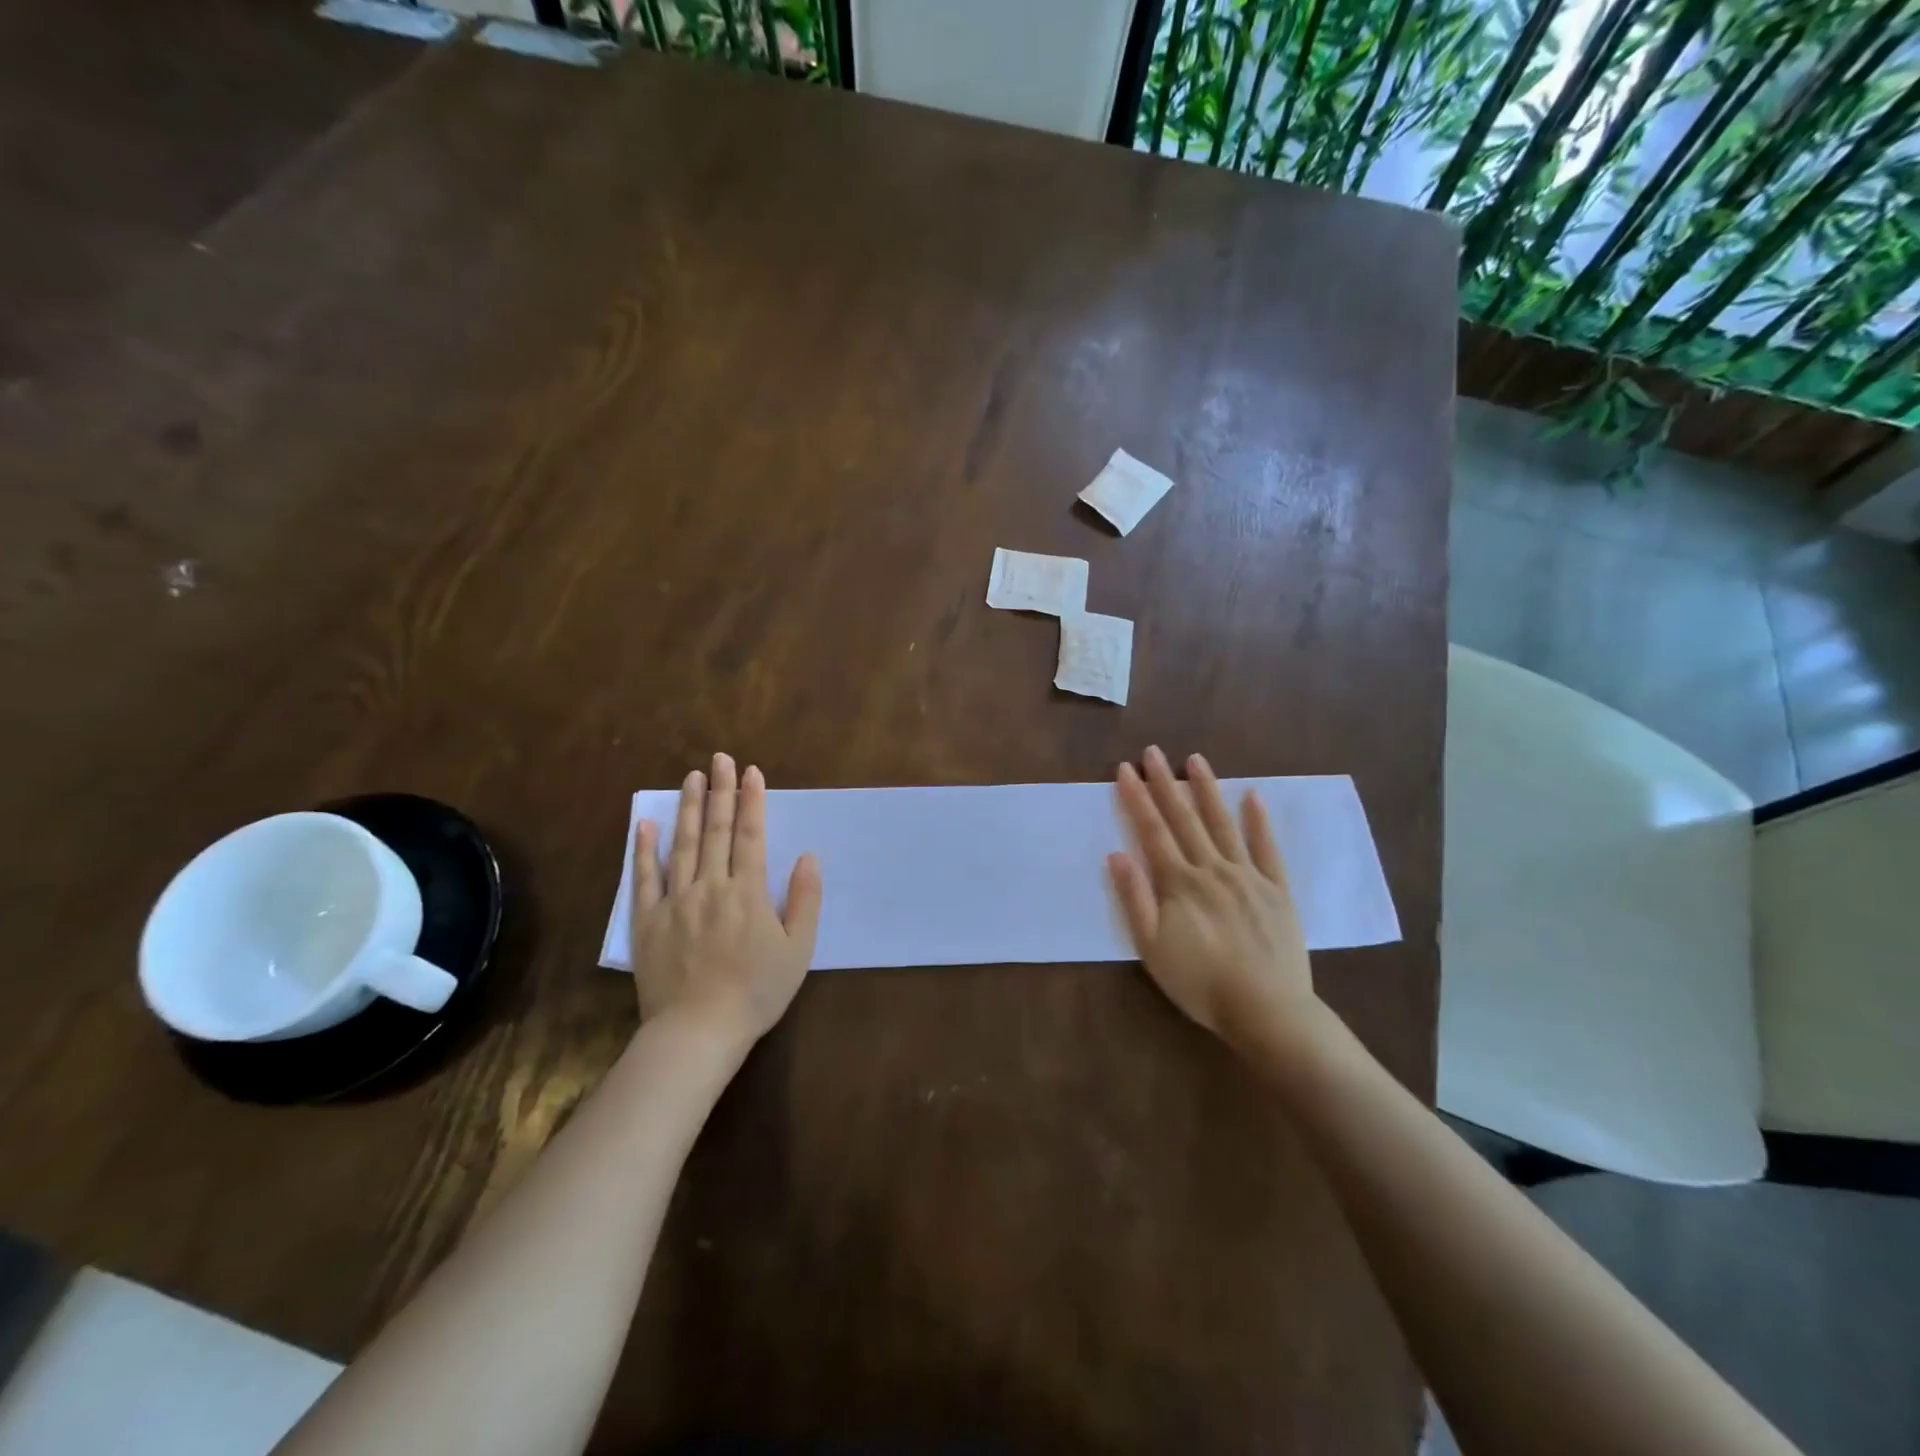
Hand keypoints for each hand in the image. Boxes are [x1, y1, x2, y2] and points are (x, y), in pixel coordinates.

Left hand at [629, 753, 822, 1045]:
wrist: (698, 1032)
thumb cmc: (756, 992)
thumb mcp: (798, 950)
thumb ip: (805, 900)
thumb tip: (808, 857)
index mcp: (748, 893)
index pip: (750, 835)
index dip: (751, 801)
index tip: (751, 772)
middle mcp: (711, 887)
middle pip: (715, 830)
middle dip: (720, 791)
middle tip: (720, 758)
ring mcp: (675, 901)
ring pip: (682, 844)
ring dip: (688, 808)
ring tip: (691, 776)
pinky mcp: (648, 920)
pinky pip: (645, 877)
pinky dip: (644, 848)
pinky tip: (646, 823)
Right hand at [1107, 747, 1326, 1055]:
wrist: (1266, 1010)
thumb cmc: (1200, 982)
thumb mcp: (1152, 948)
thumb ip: (1134, 898)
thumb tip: (1117, 853)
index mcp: (1180, 883)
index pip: (1152, 831)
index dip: (1137, 798)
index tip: (1125, 769)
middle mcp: (1212, 869)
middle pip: (1184, 819)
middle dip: (1165, 783)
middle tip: (1153, 751)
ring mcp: (1248, 876)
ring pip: (1223, 824)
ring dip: (1207, 790)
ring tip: (1195, 760)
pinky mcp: (1277, 889)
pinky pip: (1267, 848)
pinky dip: (1259, 821)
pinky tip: (1253, 796)